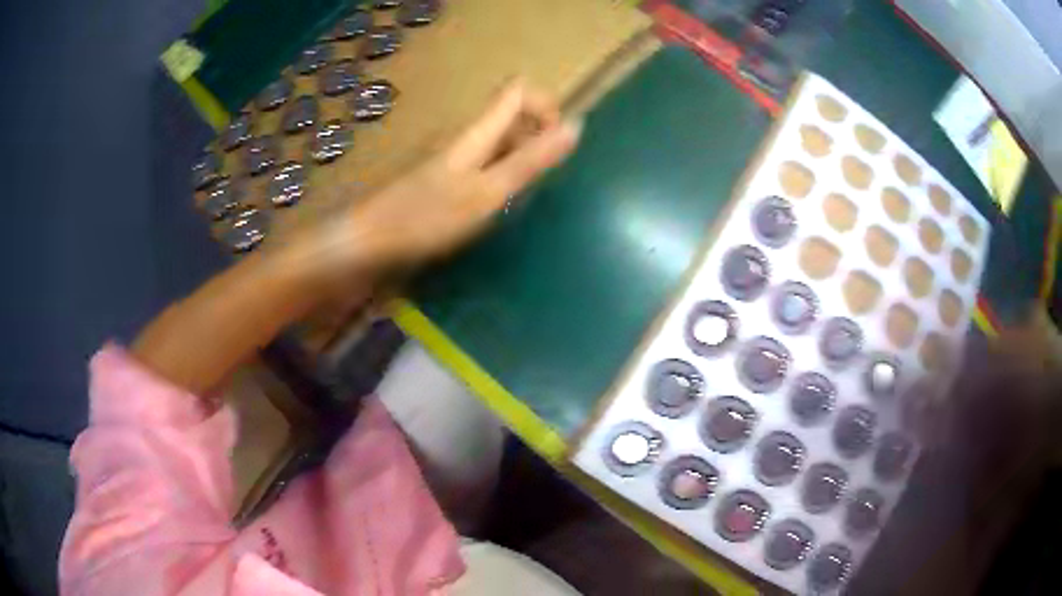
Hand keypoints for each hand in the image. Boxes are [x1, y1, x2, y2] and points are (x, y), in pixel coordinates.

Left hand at [312, 79, 581, 279]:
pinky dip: (497, 178)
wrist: (367, 243)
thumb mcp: (488, 191)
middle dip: (535, 140)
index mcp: (476, 130)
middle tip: (536, 183)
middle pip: (510, 116)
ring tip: (515, 200)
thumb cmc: (426, 218)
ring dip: (518, 162)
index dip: (545, 105)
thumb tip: (576, 125)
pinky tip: (491, 208)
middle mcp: (464, 134)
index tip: (556, 144)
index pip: (517, 90)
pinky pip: (481, 164)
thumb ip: (531, 160)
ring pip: (497, 142)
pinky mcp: (441, 177)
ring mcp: (451, 156)